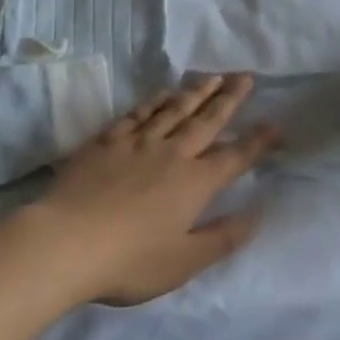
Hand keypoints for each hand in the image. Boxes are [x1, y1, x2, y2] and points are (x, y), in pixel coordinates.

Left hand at [31, 74, 274, 305]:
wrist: (66, 242)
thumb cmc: (129, 261)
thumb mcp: (183, 262)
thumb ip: (222, 238)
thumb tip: (257, 215)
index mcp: (194, 183)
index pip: (234, 157)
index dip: (256, 141)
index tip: (274, 124)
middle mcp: (172, 154)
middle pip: (207, 120)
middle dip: (230, 98)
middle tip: (246, 76)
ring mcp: (138, 143)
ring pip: (175, 110)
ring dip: (197, 92)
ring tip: (214, 76)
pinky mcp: (107, 141)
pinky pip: (138, 113)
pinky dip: (155, 100)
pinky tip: (163, 93)